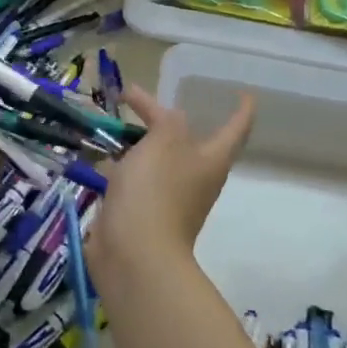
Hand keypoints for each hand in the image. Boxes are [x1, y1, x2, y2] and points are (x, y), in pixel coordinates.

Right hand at [91, 83, 254, 275]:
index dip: (242, 109)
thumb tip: (166, 118)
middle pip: (188, 142)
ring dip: (141, 143)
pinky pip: (136, 182)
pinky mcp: (143, 214)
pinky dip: (122, 167)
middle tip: (140, 101)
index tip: (245, 93)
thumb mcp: (165, 140)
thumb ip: (168, 120)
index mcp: (211, 160)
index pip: (236, 128)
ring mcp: (170, 199)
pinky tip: (101, 158)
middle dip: (167, 121)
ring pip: (158, 161)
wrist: (133, 255)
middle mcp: (196, 179)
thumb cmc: (156, 190)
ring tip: (115, 123)